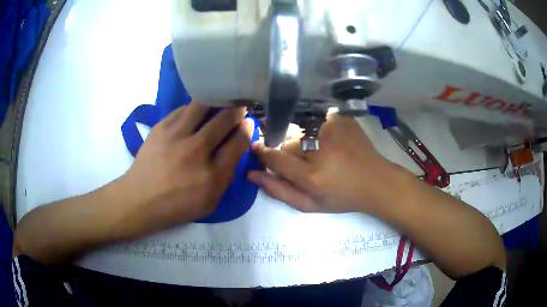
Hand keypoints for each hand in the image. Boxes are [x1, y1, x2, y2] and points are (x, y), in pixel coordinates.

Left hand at [120, 102, 253, 236]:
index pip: (238, 142)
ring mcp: (177, 135)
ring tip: (219, 101)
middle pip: (224, 119)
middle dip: (237, 110)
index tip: (248, 123)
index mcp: (213, 174)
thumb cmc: (176, 206)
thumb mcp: (210, 203)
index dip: (247, 129)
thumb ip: (226, 177)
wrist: (140, 200)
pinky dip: (194, 108)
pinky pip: (183, 108)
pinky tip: (195, 112)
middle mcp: (197, 150)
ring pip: (203, 105)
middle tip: (239, 106)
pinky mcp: (161, 127)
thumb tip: (235, 149)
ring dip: (216, 101)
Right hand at [248, 114, 401, 213]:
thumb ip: (279, 190)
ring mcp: (333, 129)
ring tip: (324, 153)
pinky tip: (333, 142)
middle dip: (291, 152)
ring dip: (305, 140)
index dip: (263, 153)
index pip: (274, 158)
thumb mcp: (310, 204)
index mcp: (312, 175)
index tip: (258, 150)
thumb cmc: (342, 197)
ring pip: (301, 130)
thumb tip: (252, 174)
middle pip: (288, 142)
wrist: (376, 181)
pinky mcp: (341, 118)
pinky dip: (319, 130)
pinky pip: (317, 120)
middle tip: (308, 162)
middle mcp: (321, 148)